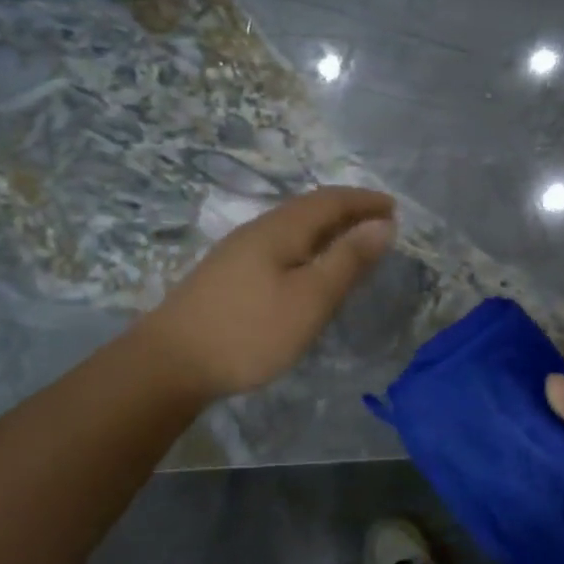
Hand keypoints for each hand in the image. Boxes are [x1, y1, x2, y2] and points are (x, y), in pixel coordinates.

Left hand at [145, 186, 395, 400]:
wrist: (169, 363)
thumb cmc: (249, 331)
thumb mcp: (310, 298)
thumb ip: (348, 260)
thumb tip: (382, 224)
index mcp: (281, 229)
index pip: (330, 200)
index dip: (364, 200)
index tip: (395, 208)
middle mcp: (258, 230)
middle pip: (309, 209)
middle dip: (347, 211)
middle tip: (379, 224)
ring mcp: (237, 252)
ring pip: (292, 228)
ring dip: (327, 230)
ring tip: (351, 245)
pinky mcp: (227, 275)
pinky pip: (279, 246)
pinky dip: (307, 247)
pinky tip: (307, 270)